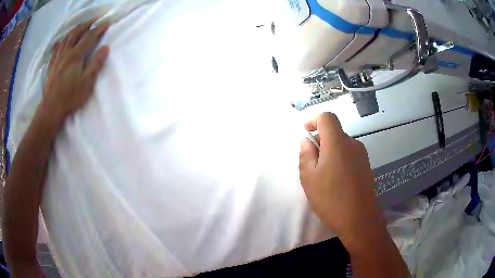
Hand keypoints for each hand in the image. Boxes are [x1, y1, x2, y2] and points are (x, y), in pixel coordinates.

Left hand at [42, 18, 109, 118]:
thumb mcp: (87, 82)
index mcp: (76, 56)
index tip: (106, 23)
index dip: (98, 29)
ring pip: (66, 38)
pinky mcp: (52, 65)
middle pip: (76, 33)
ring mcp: (57, 58)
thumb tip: (105, 48)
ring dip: (75, 30)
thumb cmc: (70, 97)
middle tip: (94, 19)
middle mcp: (66, 53)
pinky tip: (63, 40)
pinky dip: (62, 41)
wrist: (52, 109)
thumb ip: (95, 64)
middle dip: (86, 24)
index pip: (89, 37)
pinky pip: (56, 48)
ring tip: (81, 26)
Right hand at [299, 112, 384, 248]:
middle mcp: (353, 144)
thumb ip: (306, 154)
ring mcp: (362, 155)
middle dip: (320, 141)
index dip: (314, 120)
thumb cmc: (331, 199)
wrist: (360, 220)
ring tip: (323, 176)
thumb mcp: (309, 178)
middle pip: (334, 132)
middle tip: (311, 163)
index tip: (305, 133)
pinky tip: (336, 181)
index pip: (327, 117)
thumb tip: (308, 141)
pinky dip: (339, 160)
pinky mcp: (366, 166)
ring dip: (329, 152)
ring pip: (341, 144)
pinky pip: (349, 155)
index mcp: (338, 143)